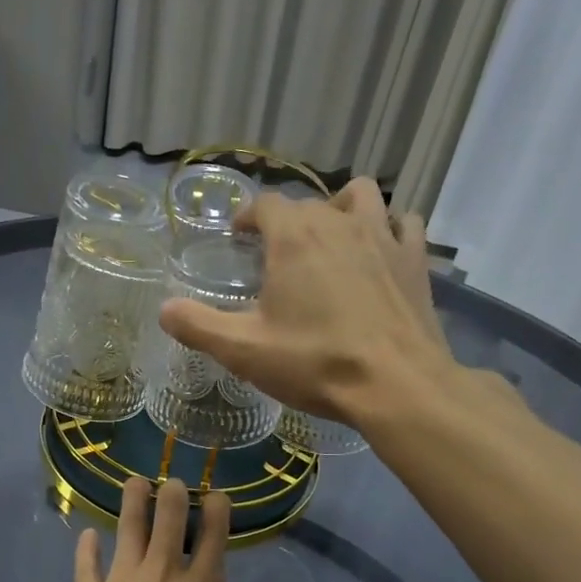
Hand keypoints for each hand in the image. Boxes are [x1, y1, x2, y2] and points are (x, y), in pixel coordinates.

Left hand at [68, 477, 286, 581]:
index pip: (213, 533)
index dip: (216, 509)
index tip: (216, 495)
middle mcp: (161, 573)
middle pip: (167, 521)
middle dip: (172, 495)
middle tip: (171, 481)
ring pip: (126, 531)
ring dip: (132, 503)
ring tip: (133, 483)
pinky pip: (86, 568)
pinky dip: (87, 550)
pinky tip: (88, 536)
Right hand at [158, 176, 450, 425]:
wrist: (397, 385)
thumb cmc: (315, 362)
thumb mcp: (243, 351)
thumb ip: (198, 325)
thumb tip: (164, 309)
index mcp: (294, 237)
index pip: (266, 204)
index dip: (249, 216)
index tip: (240, 235)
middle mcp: (338, 222)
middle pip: (308, 202)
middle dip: (288, 221)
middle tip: (276, 254)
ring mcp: (383, 236)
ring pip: (361, 196)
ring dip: (342, 208)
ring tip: (332, 237)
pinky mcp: (416, 260)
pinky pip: (404, 224)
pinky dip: (390, 228)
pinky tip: (382, 251)